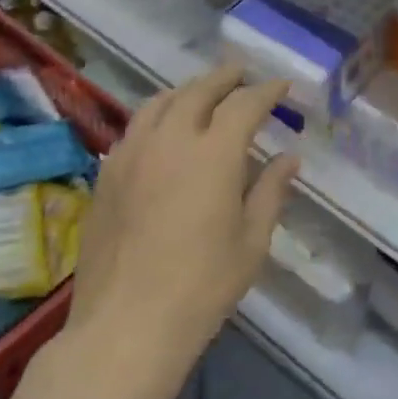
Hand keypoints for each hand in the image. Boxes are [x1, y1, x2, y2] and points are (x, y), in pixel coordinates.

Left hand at [68, 64, 298, 365]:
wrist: (127, 323)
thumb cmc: (203, 286)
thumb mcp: (252, 241)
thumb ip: (270, 191)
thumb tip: (289, 159)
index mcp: (213, 154)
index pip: (244, 105)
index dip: (266, 91)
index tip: (281, 86)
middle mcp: (169, 141)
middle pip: (198, 92)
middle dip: (225, 79)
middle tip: (242, 75)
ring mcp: (132, 155)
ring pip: (159, 103)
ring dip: (187, 91)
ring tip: (202, 92)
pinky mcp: (107, 176)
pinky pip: (135, 128)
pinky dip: (157, 116)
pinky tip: (163, 130)